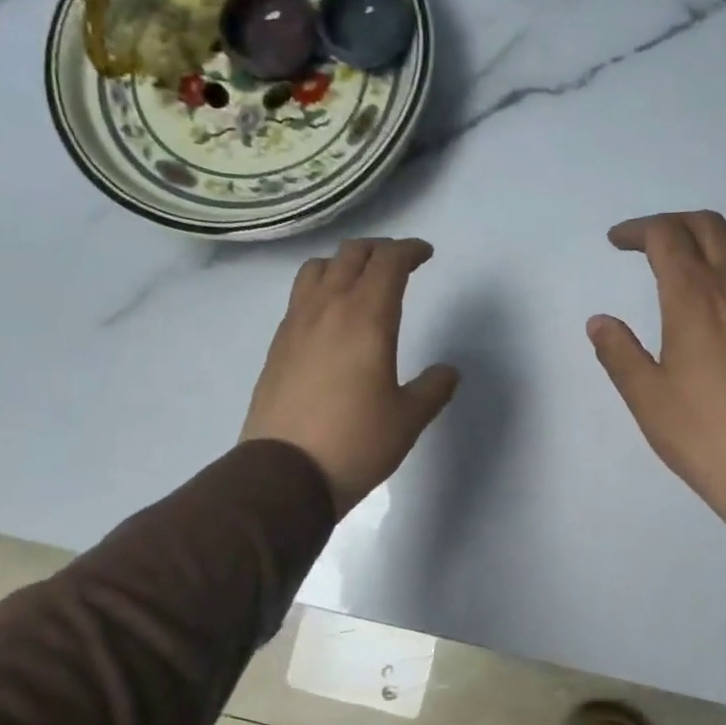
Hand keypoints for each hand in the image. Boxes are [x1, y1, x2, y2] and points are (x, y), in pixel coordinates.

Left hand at [242, 238, 459, 516]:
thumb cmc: (356, 443)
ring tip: (359, 280)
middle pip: (351, 255)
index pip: (389, 262)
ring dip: (343, 263)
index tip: (425, 254)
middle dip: (379, 250)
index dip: (410, 250)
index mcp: (367, 318)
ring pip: (316, 269)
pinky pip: (298, 297)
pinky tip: (329, 317)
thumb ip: (434, 388)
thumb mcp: (408, 419)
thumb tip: (448, 372)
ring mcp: (295, 325)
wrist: (285, 474)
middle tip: (398, 262)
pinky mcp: (277, 346)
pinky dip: (319, 289)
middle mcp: (328, 309)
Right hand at [588, 211, 725, 554]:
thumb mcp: (645, 396)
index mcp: (693, 297)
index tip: (617, 242)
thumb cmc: (701, 434)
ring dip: (717, 234)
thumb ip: (619, 352)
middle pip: (708, 225)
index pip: (666, 236)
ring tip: (697, 255)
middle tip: (648, 244)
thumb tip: (600, 321)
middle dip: (673, 223)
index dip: (637, 230)